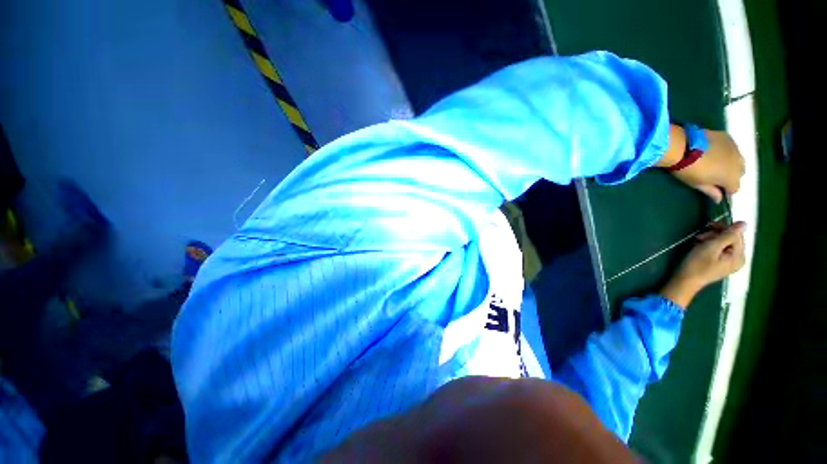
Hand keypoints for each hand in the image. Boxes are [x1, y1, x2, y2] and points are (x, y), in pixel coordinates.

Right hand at [659, 221, 746, 308]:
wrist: (685, 281)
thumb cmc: (697, 264)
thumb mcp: (711, 247)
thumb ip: (728, 235)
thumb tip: (744, 223)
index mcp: (739, 256)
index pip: (737, 235)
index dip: (723, 228)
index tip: (707, 226)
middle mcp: (738, 260)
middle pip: (732, 240)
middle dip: (716, 235)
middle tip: (699, 236)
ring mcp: (730, 263)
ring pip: (725, 244)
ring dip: (711, 240)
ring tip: (698, 242)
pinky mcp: (721, 264)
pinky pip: (720, 250)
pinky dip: (711, 246)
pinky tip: (701, 247)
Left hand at [671, 130, 744, 202]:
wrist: (682, 147)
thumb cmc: (689, 170)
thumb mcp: (698, 184)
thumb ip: (711, 192)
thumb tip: (719, 199)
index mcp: (732, 178)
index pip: (734, 188)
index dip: (726, 190)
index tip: (716, 189)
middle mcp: (739, 163)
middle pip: (739, 173)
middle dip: (730, 175)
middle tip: (715, 175)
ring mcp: (735, 148)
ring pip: (737, 159)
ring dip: (730, 163)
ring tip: (715, 163)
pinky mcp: (728, 138)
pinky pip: (731, 147)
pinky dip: (725, 151)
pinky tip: (713, 151)